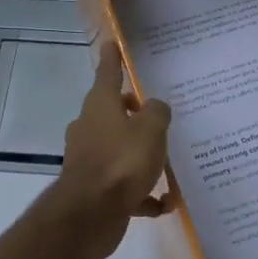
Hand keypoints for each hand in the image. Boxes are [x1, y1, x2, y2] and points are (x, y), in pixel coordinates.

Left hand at [48, 42, 171, 258]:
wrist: (90, 215)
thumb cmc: (122, 162)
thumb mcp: (151, 130)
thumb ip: (157, 113)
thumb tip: (155, 107)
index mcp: (101, 105)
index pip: (108, 73)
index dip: (112, 58)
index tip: (111, 43)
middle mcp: (91, 127)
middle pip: (112, 111)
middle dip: (133, 111)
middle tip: (156, 112)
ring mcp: (90, 158)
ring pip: (119, 148)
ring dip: (140, 153)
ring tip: (167, 160)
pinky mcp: (95, 189)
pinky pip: (124, 184)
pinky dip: (142, 192)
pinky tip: (163, 203)